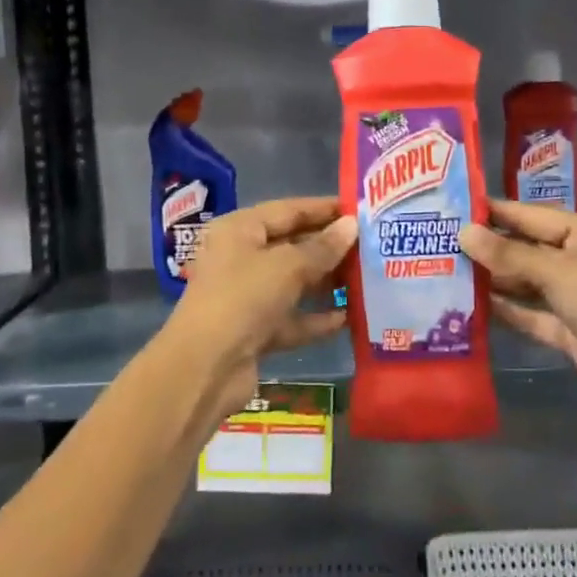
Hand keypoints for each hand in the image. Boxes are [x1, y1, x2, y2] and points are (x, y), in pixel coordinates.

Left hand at [169, 197, 358, 412]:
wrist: (205, 368)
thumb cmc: (244, 298)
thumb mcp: (287, 266)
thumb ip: (323, 247)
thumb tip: (352, 226)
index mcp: (239, 230)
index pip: (287, 210)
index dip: (323, 209)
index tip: (359, 209)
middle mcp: (240, 258)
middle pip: (291, 246)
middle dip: (328, 247)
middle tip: (371, 246)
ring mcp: (246, 296)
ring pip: (293, 283)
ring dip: (325, 283)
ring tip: (365, 279)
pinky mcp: (254, 331)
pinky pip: (291, 318)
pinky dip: (315, 318)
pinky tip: (347, 318)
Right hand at [459, 201, 576, 463]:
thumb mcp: (561, 275)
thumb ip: (511, 256)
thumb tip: (464, 233)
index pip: (537, 216)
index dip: (499, 211)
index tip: (456, 206)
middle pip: (530, 249)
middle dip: (491, 246)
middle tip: (442, 240)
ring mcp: (576, 301)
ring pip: (527, 283)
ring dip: (494, 279)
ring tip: (448, 269)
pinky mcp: (569, 334)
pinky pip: (530, 315)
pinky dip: (506, 310)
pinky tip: (472, 305)